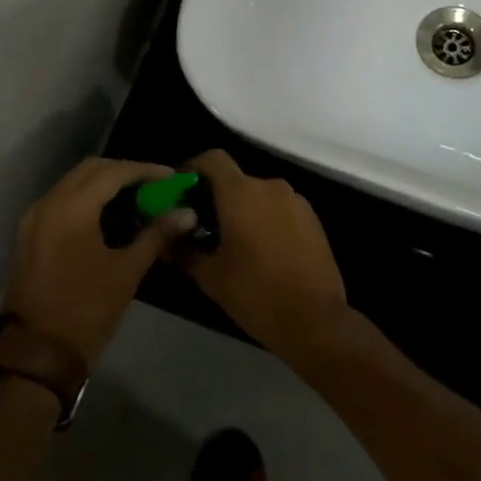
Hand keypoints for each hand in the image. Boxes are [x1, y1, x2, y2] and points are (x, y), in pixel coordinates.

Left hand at [5, 157, 197, 366]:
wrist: (37, 354)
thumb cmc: (86, 311)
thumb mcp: (126, 272)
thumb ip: (156, 235)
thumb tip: (187, 213)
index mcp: (71, 209)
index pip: (112, 172)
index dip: (144, 170)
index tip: (170, 177)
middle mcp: (48, 204)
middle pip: (90, 170)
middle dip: (124, 171)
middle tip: (154, 184)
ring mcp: (34, 218)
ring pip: (73, 182)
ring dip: (104, 182)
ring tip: (136, 196)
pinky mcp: (29, 233)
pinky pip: (62, 199)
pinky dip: (86, 197)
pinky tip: (109, 213)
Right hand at [179, 150, 349, 358]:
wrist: (316, 321)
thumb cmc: (256, 294)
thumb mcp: (211, 276)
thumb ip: (183, 251)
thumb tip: (164, 239)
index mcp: (242, 193)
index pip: (213, 159)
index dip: (193, 168)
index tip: (181, 190)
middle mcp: (270, 186)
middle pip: (235, 179)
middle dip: (216, 196)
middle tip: (201, 225)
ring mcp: (295, 201)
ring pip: (258, 194)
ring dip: (242, 209)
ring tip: (231, 241)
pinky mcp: (312, 218)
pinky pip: (279, 207)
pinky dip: (265, 218)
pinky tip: (261, 250)